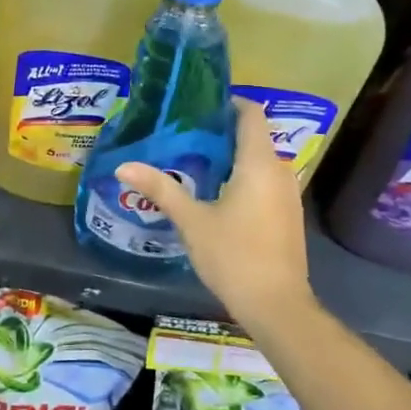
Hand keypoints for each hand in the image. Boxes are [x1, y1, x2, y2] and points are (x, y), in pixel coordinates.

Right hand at [116, 98, 313, 338]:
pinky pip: (264, 180)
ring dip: (231, 156)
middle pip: (254, 136)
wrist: (276, 306)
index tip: (197, 106)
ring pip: (259, 160)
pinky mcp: (287, 214)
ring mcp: (287, 194)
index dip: (228, 103)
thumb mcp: (191, 221)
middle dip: (221, 131)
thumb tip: (123, 166)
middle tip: (183, 133)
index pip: (252, 113)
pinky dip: (242, 176)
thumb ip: (160, 189)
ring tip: (192, 160)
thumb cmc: (234, 256)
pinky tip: (215, 192)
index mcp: (259, 163)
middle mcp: (279, 171)